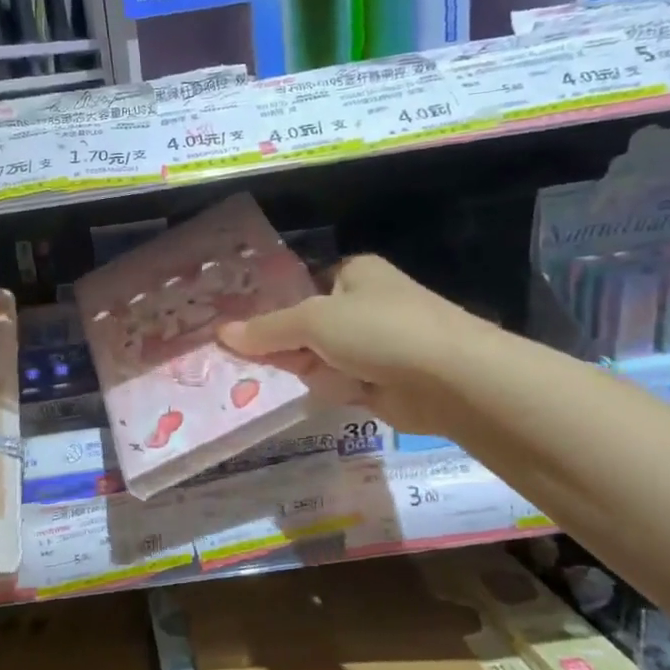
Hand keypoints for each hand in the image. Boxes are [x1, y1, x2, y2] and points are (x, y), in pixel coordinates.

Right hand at [218, 255, 496, 433]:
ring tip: (255, 380)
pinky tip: (293, 395)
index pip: (298, 288)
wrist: (449, 379)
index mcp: (352, 274)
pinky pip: (335, 383)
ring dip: (298, 370)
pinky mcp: (378, 381)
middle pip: (303, 325)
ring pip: (317, 357)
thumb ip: (266, 330)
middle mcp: (362, 305)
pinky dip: (321, 389)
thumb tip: (220, 334)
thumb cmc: (379, 331)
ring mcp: (372, 345)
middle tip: (234, 361)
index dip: (267, 308)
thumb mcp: (312, 322)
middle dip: (277, 343)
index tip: (232, 329)